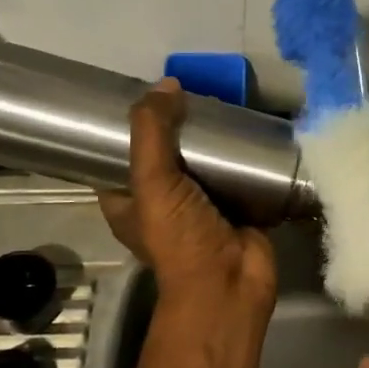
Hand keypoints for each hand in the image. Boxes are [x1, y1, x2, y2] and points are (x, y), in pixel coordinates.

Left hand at [97, 80, 276, 317]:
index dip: (128, 126)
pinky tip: (250, 127)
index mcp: (127, 200)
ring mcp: (199, 205)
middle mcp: (160, 201)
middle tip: (192, 93)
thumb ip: (152, 130)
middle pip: (165, 152)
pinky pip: (236, 173)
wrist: (230, 284)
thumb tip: (166, 83)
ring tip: (223, 103)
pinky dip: (241, 154)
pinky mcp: (234, 206)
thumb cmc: (179, 237)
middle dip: (178, 126)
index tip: (145, 94)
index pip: (119, 155)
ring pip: (202, 161)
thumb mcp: (151, 180)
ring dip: (212, 139)